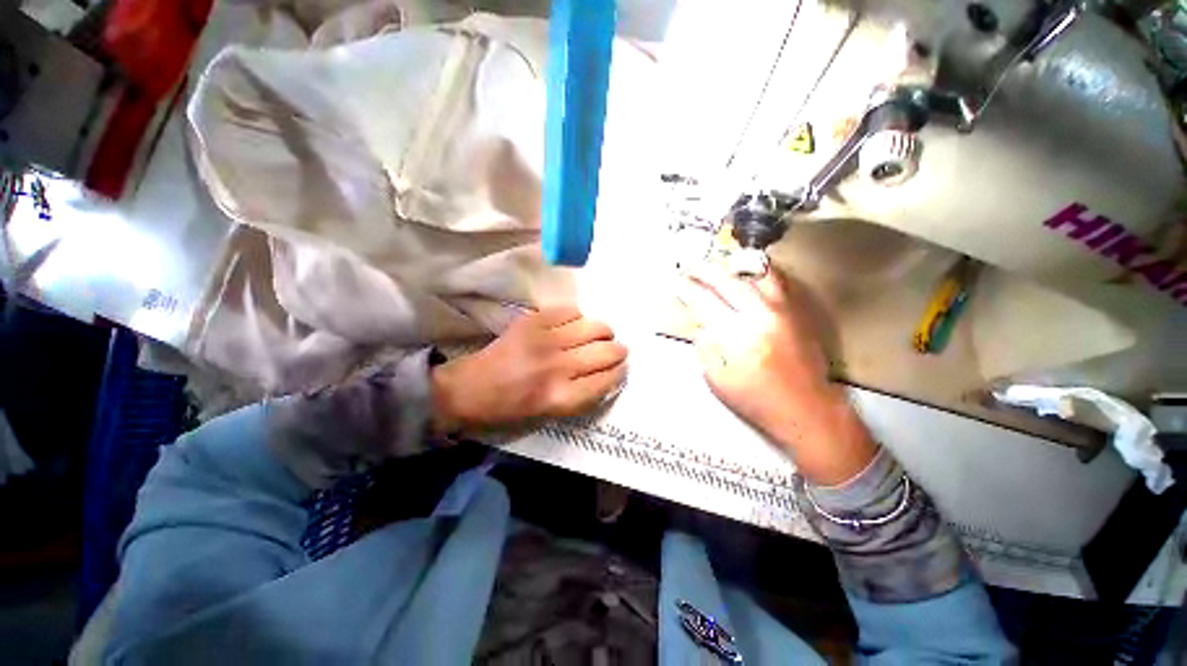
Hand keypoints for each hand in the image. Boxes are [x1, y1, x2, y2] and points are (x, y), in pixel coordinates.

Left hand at [431, 307, 627, 432]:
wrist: (470, 388)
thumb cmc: (511, 408)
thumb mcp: (550, 414)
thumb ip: (583, 396)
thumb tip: (609, 373)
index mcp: (562, 397)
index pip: (608, 380)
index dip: (619, 373)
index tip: (620, 369)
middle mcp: (558, 367)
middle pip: (606, 352)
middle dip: (618, 351)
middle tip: (616, 350)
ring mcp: (545, 340)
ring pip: (594, 327)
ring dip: (604, 332)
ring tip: (600, 335)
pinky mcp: (534, 320)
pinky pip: (572, 311)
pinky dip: (579, 318)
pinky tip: (575, 325)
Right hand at [677, 264, 876, 484]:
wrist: (808, 409)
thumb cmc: (758, 401)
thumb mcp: (718, 381)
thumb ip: (705, 347)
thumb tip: (701, 324)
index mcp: (737, 336)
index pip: (704, 300)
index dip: (686, 288)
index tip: (674, 281)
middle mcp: (761, 315)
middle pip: (727, 279)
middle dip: (703, 270)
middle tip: (689, 268)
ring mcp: (783, 309)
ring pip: (755, 271)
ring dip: (731, 264)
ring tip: (716, 264)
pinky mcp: (797, 311)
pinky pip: (776, 280)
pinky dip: (757, 270)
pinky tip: (746, 272)